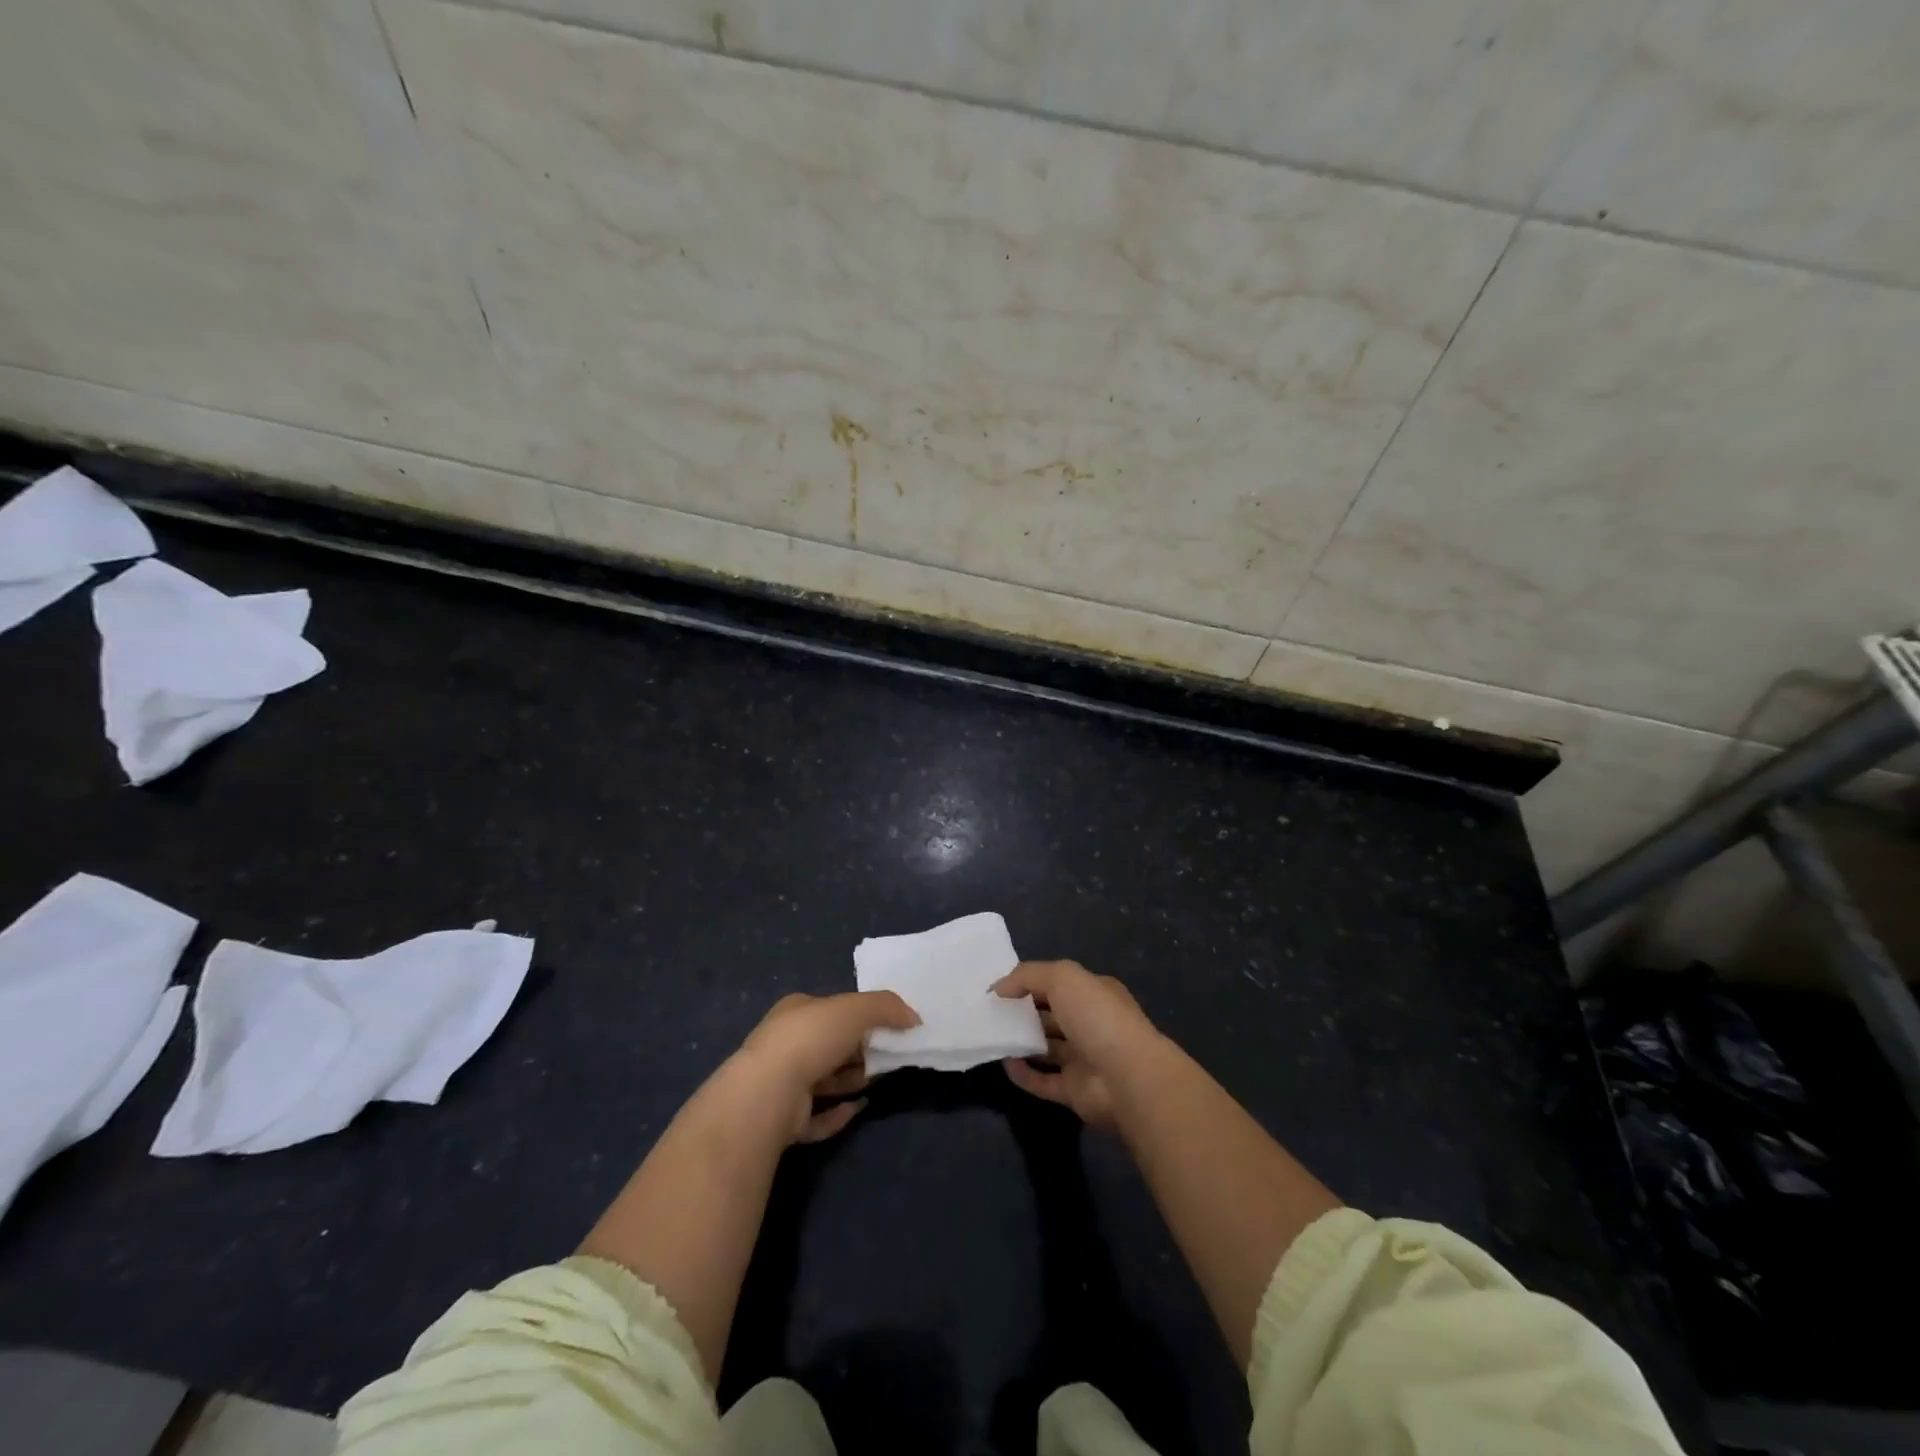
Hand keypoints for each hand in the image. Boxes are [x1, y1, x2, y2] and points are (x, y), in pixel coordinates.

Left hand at [733, 991, 918, 1143]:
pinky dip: (839, 1113)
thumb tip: (913, 1018)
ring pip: (825, 1080)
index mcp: (795, 1012)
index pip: (830, 1010)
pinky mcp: (785, 1120)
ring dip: (852, 1080)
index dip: (859, 1017)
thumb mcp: (855, 1009)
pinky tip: (859, 1108)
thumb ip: (886, 1007)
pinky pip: (818, 1116)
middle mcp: (785, 1045)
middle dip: (859, 1050)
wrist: (769, 1092)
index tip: (886, 1028)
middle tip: (888, 1055)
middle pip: (830, 1045)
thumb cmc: (811, 1038)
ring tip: (878, 1080)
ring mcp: (782, 1084)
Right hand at [994, 960, 1161, 1129]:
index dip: (1030, 982)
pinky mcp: (1074, 1092)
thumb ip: (1028, 976)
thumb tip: (998, 987)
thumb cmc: (1097, 1017)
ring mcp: (1084, 1060)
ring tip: (992, 1035)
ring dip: (1022, 1042)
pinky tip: (1004, 1064)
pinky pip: (1043, 1081)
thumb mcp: (1063, 977)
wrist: (1127, 1077)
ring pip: (1047, 1048)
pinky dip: (1024, 1074)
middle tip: (991, 1011)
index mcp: (1095, 994)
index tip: (1000, 987)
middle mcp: (1091, 1025)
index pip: (1059, 984)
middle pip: (1052, 1015)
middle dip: (1024, 1012)